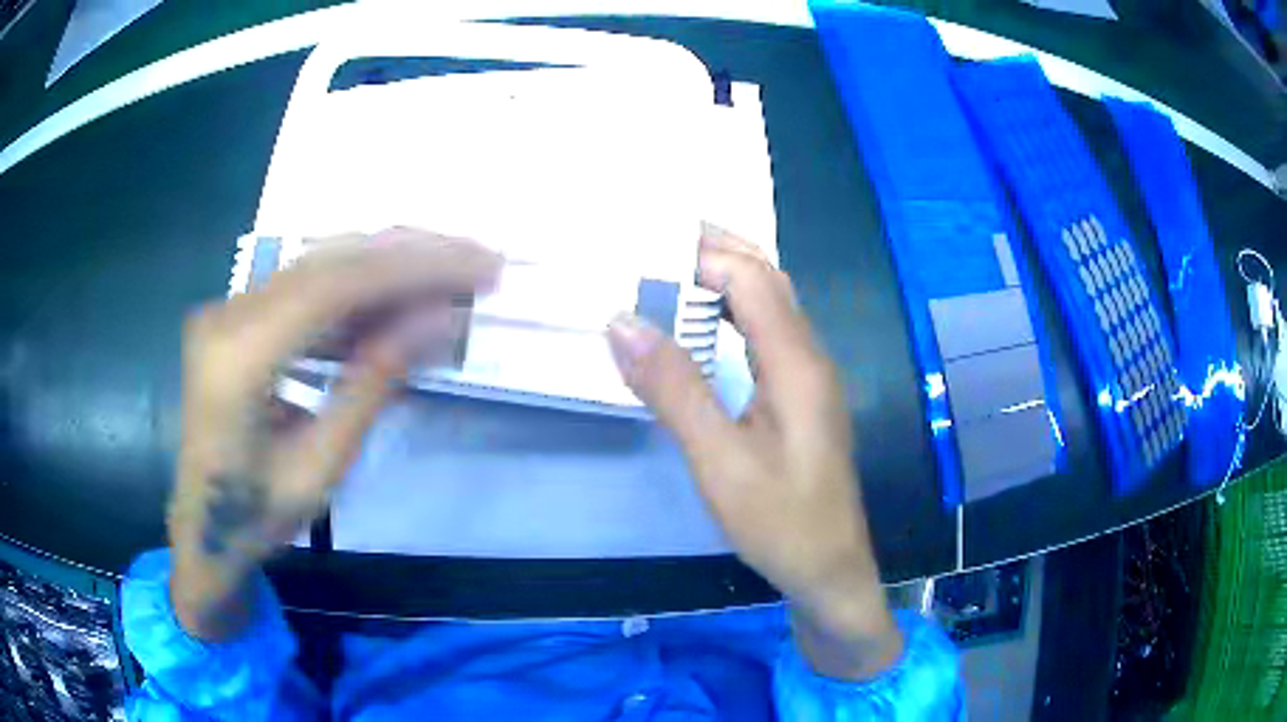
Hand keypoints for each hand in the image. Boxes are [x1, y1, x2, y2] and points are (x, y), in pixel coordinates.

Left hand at [169, 228, 500, 639]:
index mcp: (238, 358)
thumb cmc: (256, 515)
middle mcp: (227, 315)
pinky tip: (397, 300)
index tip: (477, 267)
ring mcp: (228, 309)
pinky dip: (358, 288)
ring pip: (319, 263)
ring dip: (388, 265)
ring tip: (450, 274)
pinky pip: (305, 286)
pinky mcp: (237, 314)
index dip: (411, 268)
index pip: (333, 286)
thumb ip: (373, 385)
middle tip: (477, 260)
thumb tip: (439, 320)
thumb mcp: (321, 467)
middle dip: (409, 254)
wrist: (202, 526)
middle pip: (329, 260)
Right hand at [608, 224, 901, 679]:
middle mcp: (810, 356)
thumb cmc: (779, 521)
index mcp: (796, 362)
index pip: (751, 279)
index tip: (642, 247)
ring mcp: (810, 375)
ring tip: (670, 268)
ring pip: (771, 303)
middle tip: (654, 240)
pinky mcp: (803, 395)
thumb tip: (621, 322)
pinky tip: (703, 324)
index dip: (700, 255)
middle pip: (768, 279)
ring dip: (726, 277)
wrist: (829, 567)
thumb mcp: (718, 461)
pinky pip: (769, 332)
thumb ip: (674, 388)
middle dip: (716, 250)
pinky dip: (733, 311)